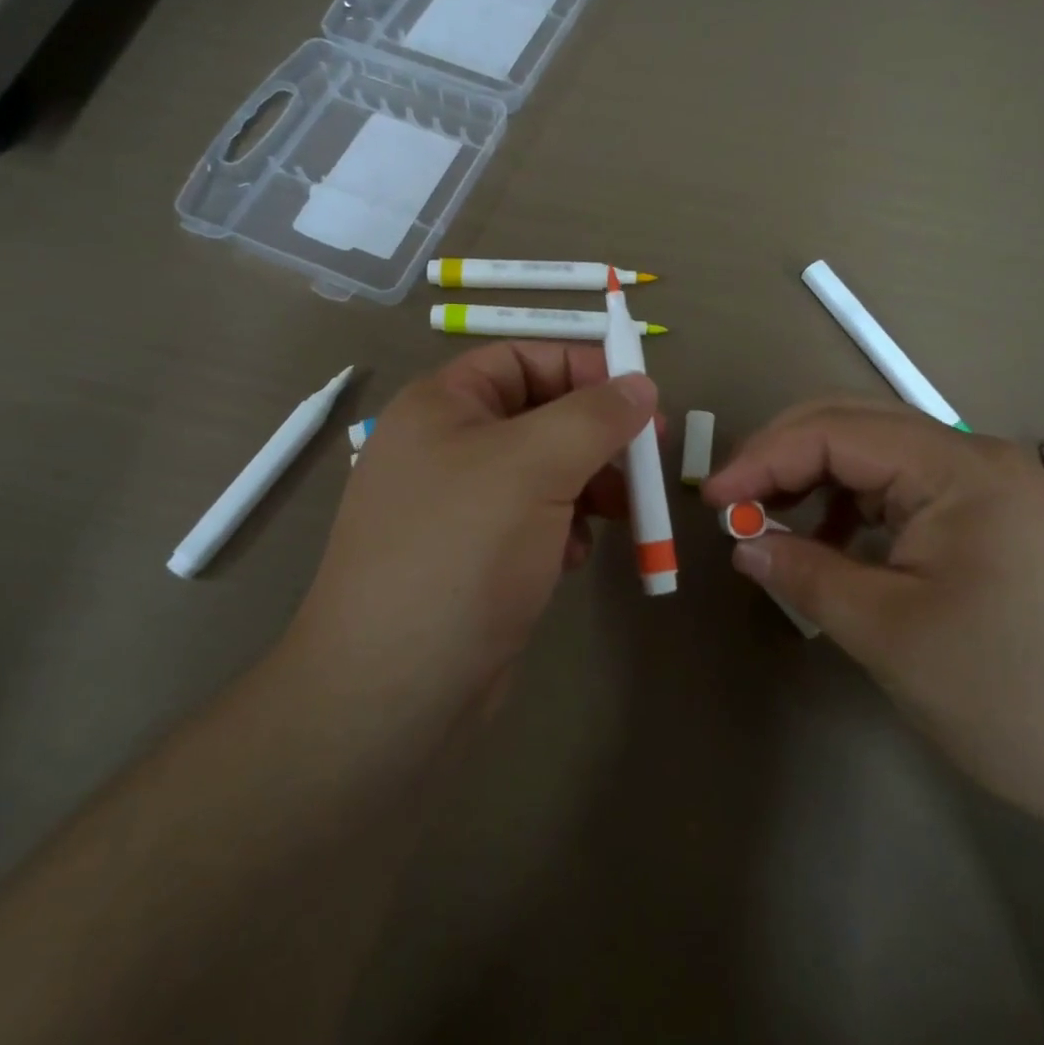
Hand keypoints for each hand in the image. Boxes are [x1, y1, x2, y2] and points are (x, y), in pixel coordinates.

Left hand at [296, 342, 657, 728]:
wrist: (394, 687)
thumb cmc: (462, 551)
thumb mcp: (535, 465)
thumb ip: (595, 416)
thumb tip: (642, 384)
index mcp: (442, 405)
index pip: (523, 358)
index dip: (584, 369)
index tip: (642, 398)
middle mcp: (445, 447)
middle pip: (539, 415)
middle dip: (596, 436)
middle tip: (649, 460)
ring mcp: (457, 506)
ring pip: (543, 472)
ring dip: (588, 486)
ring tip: (620, 515)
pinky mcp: (473, 557)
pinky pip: (532, 520)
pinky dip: (563, 529)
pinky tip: (573, 558)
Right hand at [702, 398, 1043, 830]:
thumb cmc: (1011, 694)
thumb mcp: (888, 632)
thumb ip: (805, 573)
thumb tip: (744, 544)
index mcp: (959, 467)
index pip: (835, 432)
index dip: (763, 458)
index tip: (711, 501)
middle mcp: (978, 459)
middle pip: (857, 426)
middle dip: (784, 455)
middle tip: (733, 501)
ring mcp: (992, 489)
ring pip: (880, 456)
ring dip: (817, 478)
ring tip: (773, 523)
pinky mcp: (996, 523)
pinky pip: (906, 491)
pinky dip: (855, 507)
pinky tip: (834, 542)